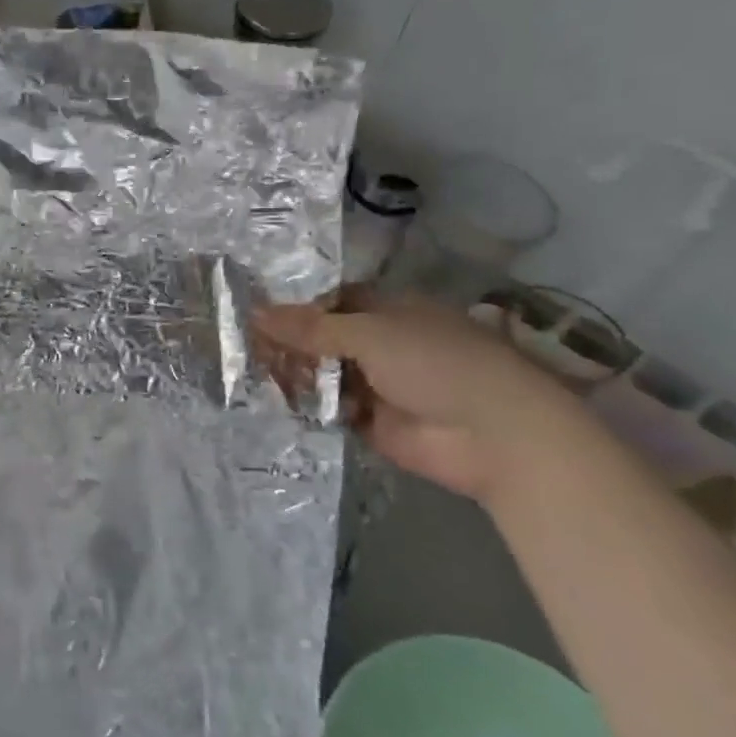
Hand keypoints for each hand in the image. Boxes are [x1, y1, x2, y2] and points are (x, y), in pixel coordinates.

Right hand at [251, 293, 586, 502]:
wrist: (493, 435)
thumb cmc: (437, 364)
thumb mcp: (369, 334)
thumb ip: (310, 327)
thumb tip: (255, 312)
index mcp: (388, 311)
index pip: (331, 301)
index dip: (294, 305)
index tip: (251, 311)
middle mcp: (380, 343)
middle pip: (321, 339)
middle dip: (287, 343)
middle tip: (242, 347)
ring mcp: (375, 384)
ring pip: (322, 374)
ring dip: (293, 374)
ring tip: (249, 373)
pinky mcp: (369, 422)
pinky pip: (327, 410)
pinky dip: (304, 407)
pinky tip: (269, 401)